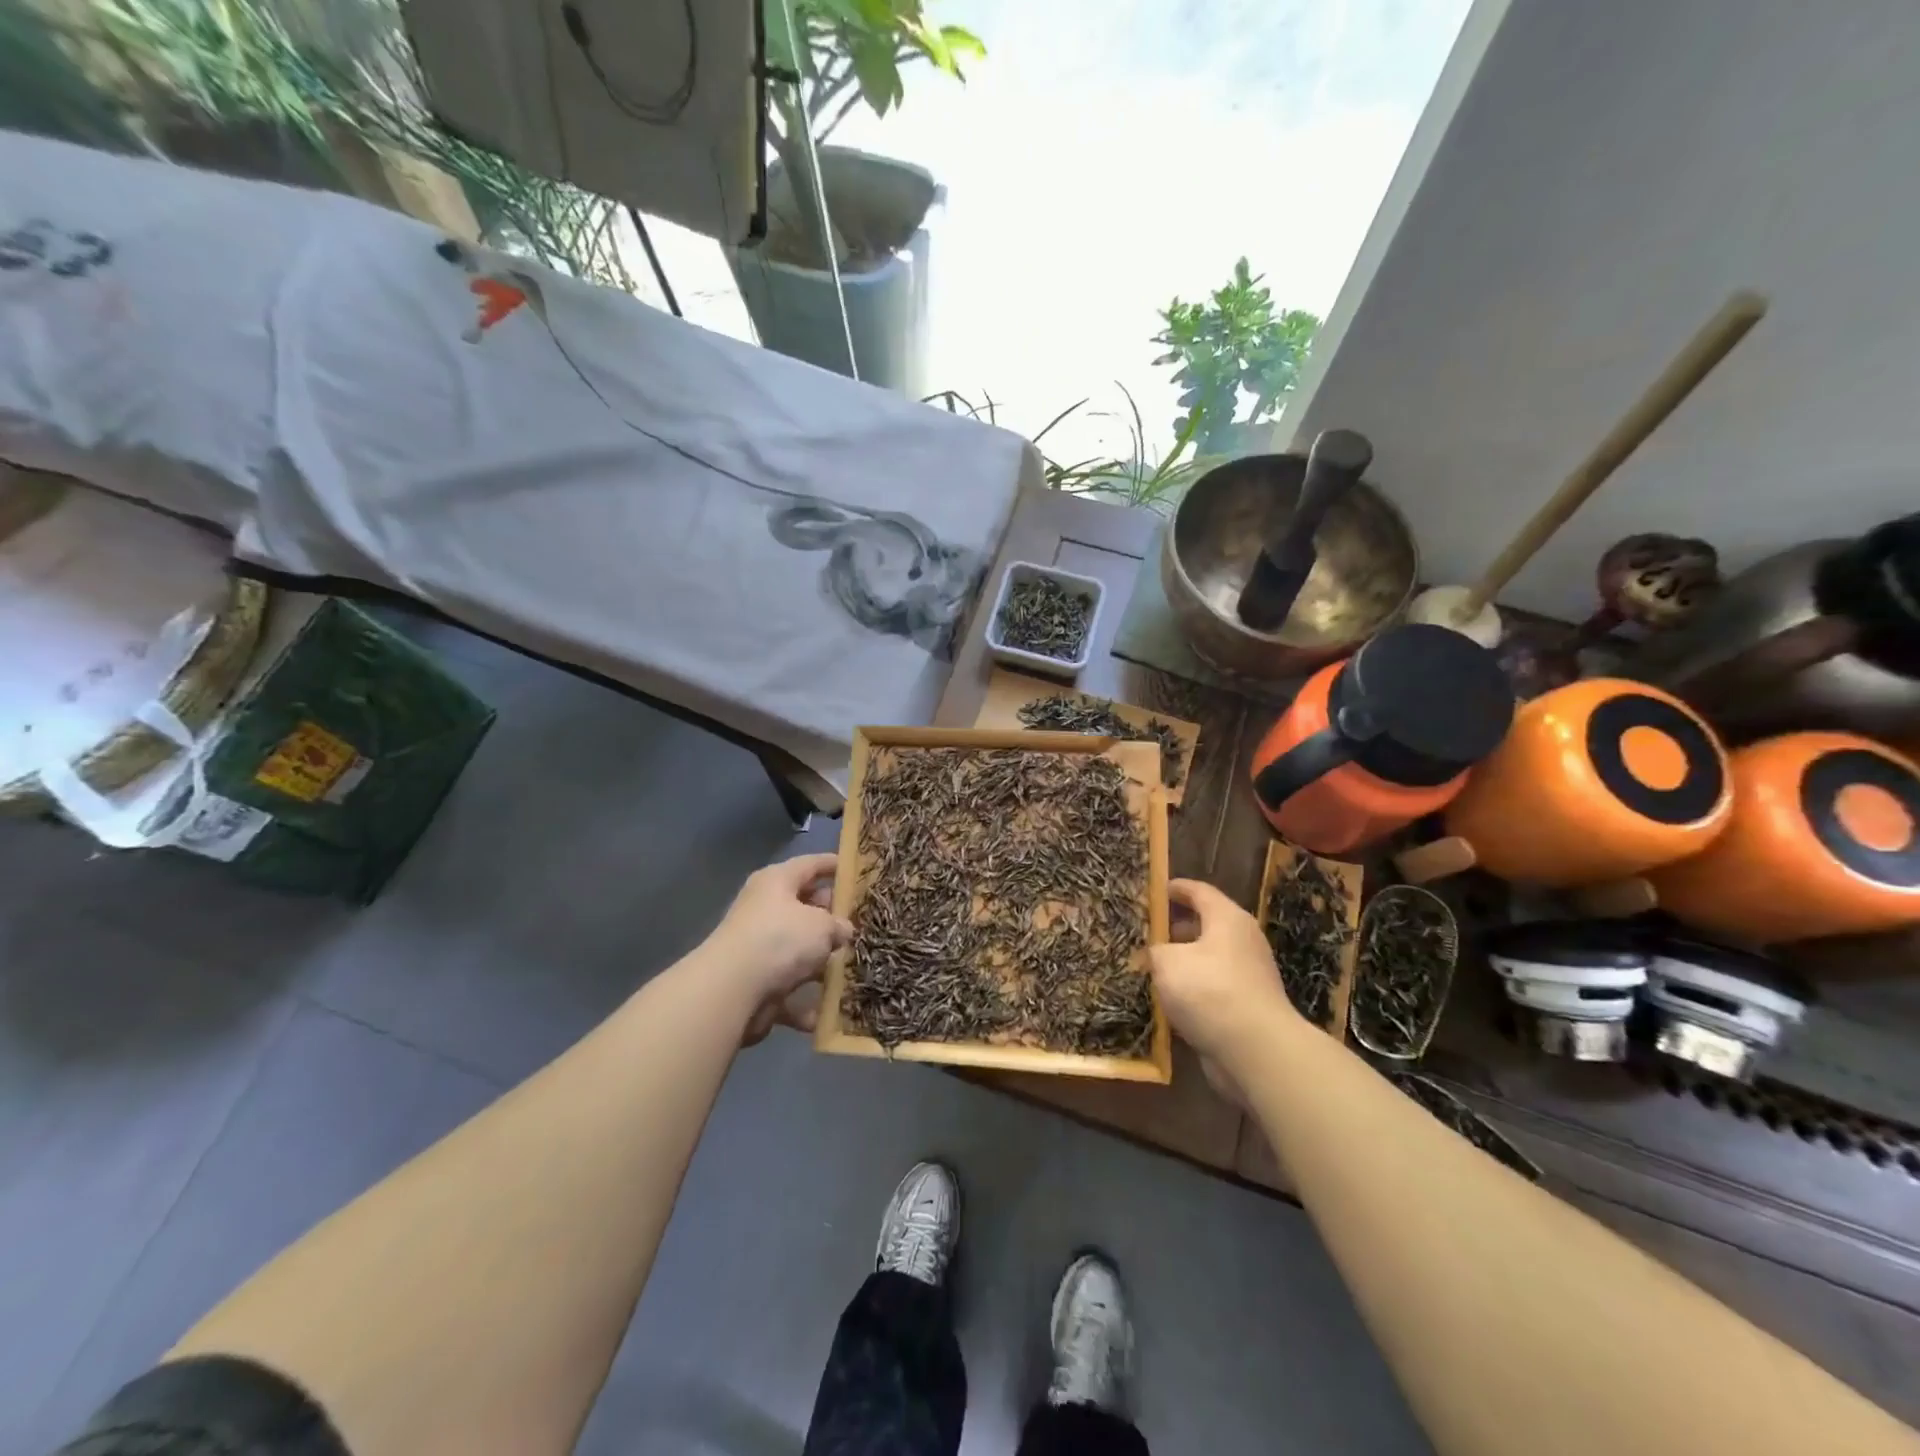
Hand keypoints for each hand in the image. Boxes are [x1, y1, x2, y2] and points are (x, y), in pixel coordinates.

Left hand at [703, 853, 852, 1043]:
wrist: (732, 990)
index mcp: (777, 882)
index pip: (811, 864)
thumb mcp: (822, 925)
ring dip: (822, 962)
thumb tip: (843, 931)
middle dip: (832, 918)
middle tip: (862, 924)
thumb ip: (838, 925)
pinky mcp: (755, 982)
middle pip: (805, 907)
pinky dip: (807, 1000)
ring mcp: (758, 947)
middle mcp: (764, 909)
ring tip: (854, 967)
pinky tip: (830, 1011)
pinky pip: (789, 987)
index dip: (834, 865)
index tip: (857, 871)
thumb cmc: (780, 939)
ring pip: (798, 950)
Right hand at [1149, 879, 1299, 1083]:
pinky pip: (1213, 987)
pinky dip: (1193, 989)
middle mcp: (1243, 941)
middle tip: (1146, 932)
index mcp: (1227, 918)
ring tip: (1152, 968)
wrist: (1256, 1050)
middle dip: (1175, 927)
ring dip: (1183, 961)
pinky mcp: (1248, 1006)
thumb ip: (1154, 951)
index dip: (1175, 888)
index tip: (1154, 891)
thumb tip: (1153, 954)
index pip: (1199, 891)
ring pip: (1209, 958)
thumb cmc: (1209, 990)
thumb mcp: (1167, 962)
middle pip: (1206, 924)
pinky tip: (1170, 1000)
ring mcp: (1249, 975)